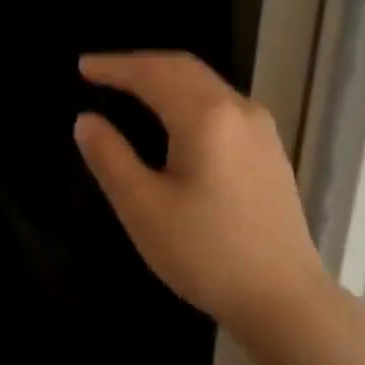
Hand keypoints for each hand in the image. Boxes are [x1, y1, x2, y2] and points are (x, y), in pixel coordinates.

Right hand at [74, 53, 331, 343]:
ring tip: (131, 90)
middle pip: (185, 70)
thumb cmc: (204, 253)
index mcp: (207, 117)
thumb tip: (86, 121)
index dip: (115, 67)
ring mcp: (262, 131)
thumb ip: (110, 158)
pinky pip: (222, 108)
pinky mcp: (270, 153)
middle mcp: (240, 110)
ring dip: (166, 80)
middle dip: (140, 66)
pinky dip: (188, 100)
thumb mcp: (143, 208)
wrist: (282, 298)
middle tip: (102, 73)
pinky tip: (174, 121)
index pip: (153, 73)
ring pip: (207, 87)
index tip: (82, 67)